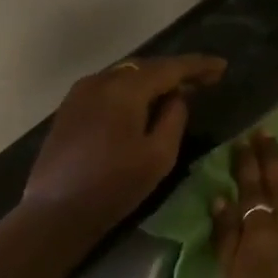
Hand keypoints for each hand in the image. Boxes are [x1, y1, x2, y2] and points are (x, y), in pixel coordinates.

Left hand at [24, 55, 225, 228]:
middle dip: (176, 72)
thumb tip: (177, 97)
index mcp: (124, 88)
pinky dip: (132, 91)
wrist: (56, 211)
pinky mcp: (70, 109)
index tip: (222, 67)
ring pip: (126, 76)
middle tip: (204, 80)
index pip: (169, 68)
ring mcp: (80, 93)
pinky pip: (109, 88)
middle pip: (146, 67)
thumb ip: (174, 118)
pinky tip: (143, 105)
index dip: (198, 66)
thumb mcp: (158, 155)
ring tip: (177, 91)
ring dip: (153, 81)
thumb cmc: (113, 185)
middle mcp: (100, 80)